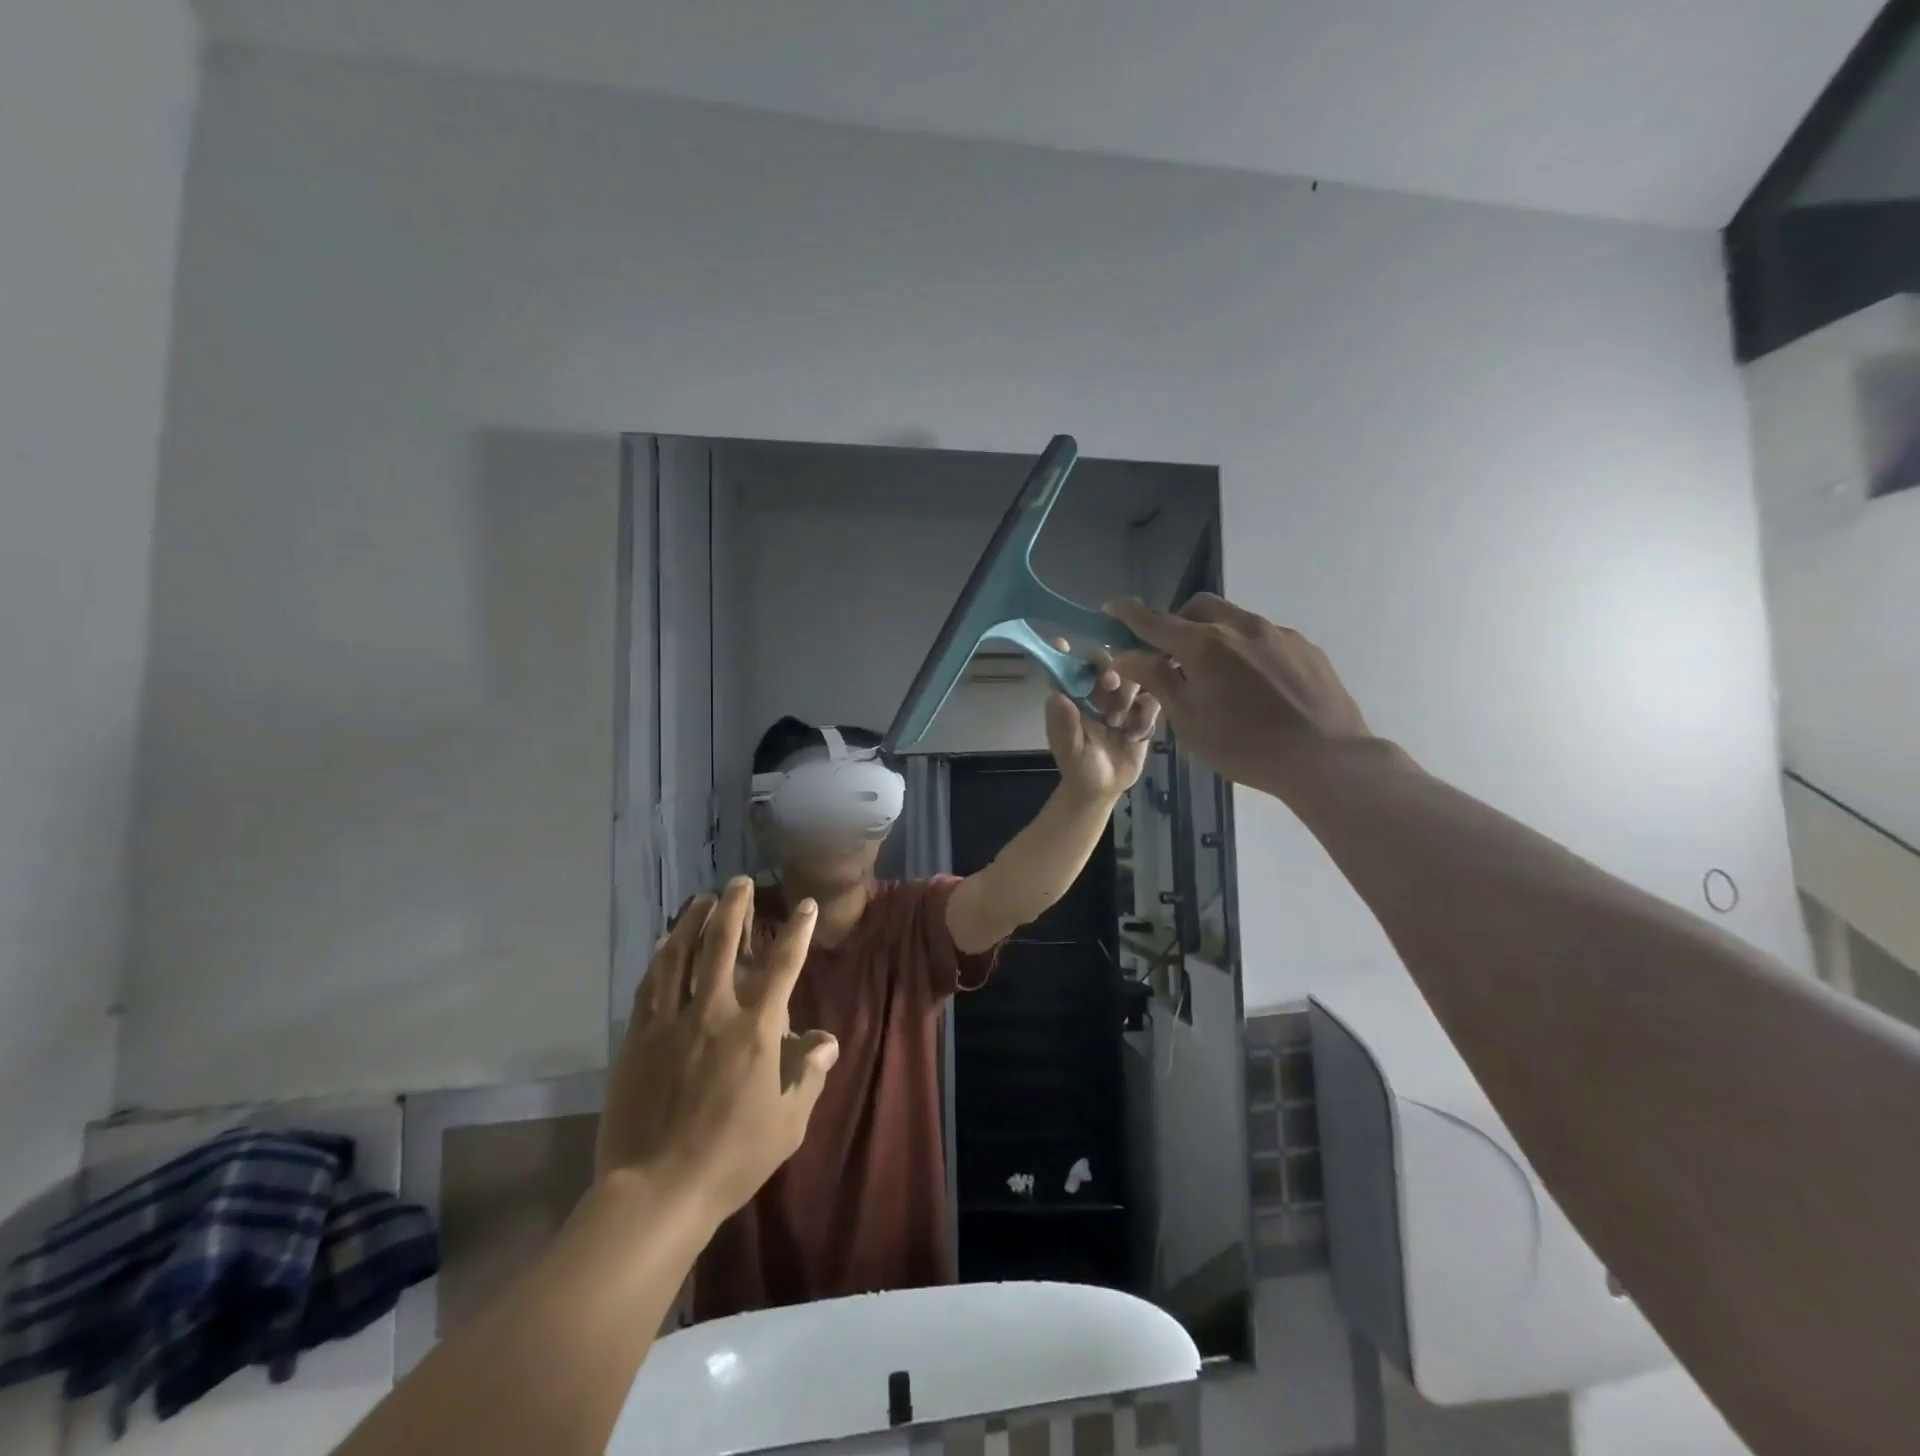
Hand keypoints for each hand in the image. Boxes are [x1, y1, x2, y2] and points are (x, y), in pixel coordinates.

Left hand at [597, 878, 838, 1219]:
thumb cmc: (733, 1157)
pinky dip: (662, 956)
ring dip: (693, 921)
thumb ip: (809, 1074)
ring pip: (682, 955)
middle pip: (723, 944)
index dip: (797, 931)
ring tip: (702, 898)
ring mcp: (671, 1021)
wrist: (658, 1191)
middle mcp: (714, 1012)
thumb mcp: (789, 1123)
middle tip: (739, 881)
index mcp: (755, 1030)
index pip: (783, 966)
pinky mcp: (638, 1037)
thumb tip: (826, 1040)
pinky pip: (651, 984)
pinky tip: (666, 942)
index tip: (805, 907)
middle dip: (734, 907)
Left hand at [1044, 644, 1160, 800]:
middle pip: (1107, 663)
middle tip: (1110, 685)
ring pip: (1133, 676)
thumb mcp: (1070, 751)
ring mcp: (1122, 699)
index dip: (1064, 653)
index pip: (1068, 667)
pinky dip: (1145, 715)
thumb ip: (1064, 726)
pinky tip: (1134, 735)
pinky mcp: (1143, 711)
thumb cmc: (1079, 767)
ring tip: (1118, 724)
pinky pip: (1152, 699)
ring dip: (1128, 695)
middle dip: (1111, 670)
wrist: (1105, 788)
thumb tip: (1056, 696)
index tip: (1062, 642)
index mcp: (1073, 695)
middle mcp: (1096, 691)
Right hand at [1105, 595, 1372, 801]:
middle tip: (1171, 654)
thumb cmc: (1243, 745)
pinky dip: (1245, 650)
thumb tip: (1126, 655)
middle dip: (1177, 622)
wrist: (1324, 757)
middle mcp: (1240, 627)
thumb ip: (1156, 680)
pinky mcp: (1304, 647)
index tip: (1111, 608)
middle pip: (1198, 608)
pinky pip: (1264, 638)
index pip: (1154, 621)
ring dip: (1214, 636)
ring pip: (1233, 620)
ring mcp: (1277, 633)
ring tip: (1217, 675)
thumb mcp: (1187, 719)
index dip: (1128, 614)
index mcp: (1204, 645)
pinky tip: (1255, 686)